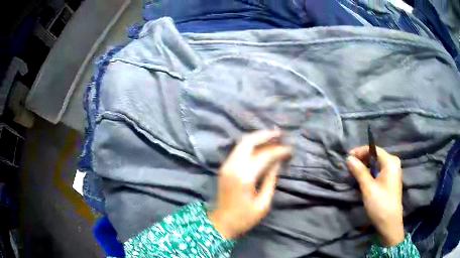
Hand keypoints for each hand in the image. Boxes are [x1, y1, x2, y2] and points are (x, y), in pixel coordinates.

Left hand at [209, 130, 290, 239]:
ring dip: (258, 137)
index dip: (278, 151)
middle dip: (265, 135)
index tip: (290, 149)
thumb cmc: (244, 217)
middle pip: (249, 142)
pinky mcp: (224, 167)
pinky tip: (261, 145)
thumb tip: (278, 162)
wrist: (222, 223)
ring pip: (242, 143)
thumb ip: (270, 180)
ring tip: (273, 136)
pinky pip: (238, 150)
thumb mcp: (263, 203)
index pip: (264, 155)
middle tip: (280, 134)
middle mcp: (233, 166)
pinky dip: (250, 144)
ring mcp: (226, 165)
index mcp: (244, 177)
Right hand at [347, 146, 404, 245]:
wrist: (389, 223)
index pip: (374, 149)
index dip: (360, 151)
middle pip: (376, 155)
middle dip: (363, 159)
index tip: (348, 156)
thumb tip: (349, 158)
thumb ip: (359, 171)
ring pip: (377, 163)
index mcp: (390, 162)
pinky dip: (371, 172)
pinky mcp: (391, 180)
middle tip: (350, 166)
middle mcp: (394, 163)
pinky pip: (380, 170)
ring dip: (366, 166)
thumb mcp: (368, 187)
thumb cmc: (380, 203)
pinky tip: (364, 178)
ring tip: (355, 172)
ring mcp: (393, 172)